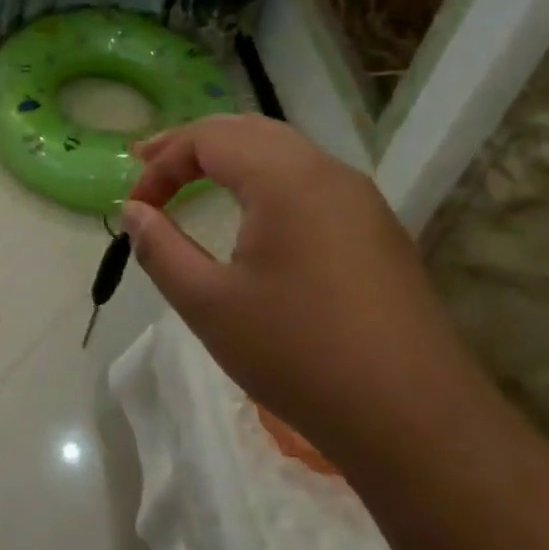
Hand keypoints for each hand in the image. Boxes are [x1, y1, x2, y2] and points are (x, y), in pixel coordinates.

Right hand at [123, 114, 476, 466]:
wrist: (415, 419)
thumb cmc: (299, 354)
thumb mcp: (209, 304)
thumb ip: (161, 248)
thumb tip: (132, 211)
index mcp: (286, 178)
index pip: (209, 138)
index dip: (162, 163)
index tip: (134, 205)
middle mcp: (327, 172)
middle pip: (248, 130)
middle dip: (192, 144)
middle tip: (149, 164)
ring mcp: (360, 199)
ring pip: (283, 150)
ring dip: (231, 157)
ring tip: (192, 178)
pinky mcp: (377, 229)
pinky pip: (310, 179)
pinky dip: (265, 179)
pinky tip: (252, 211)